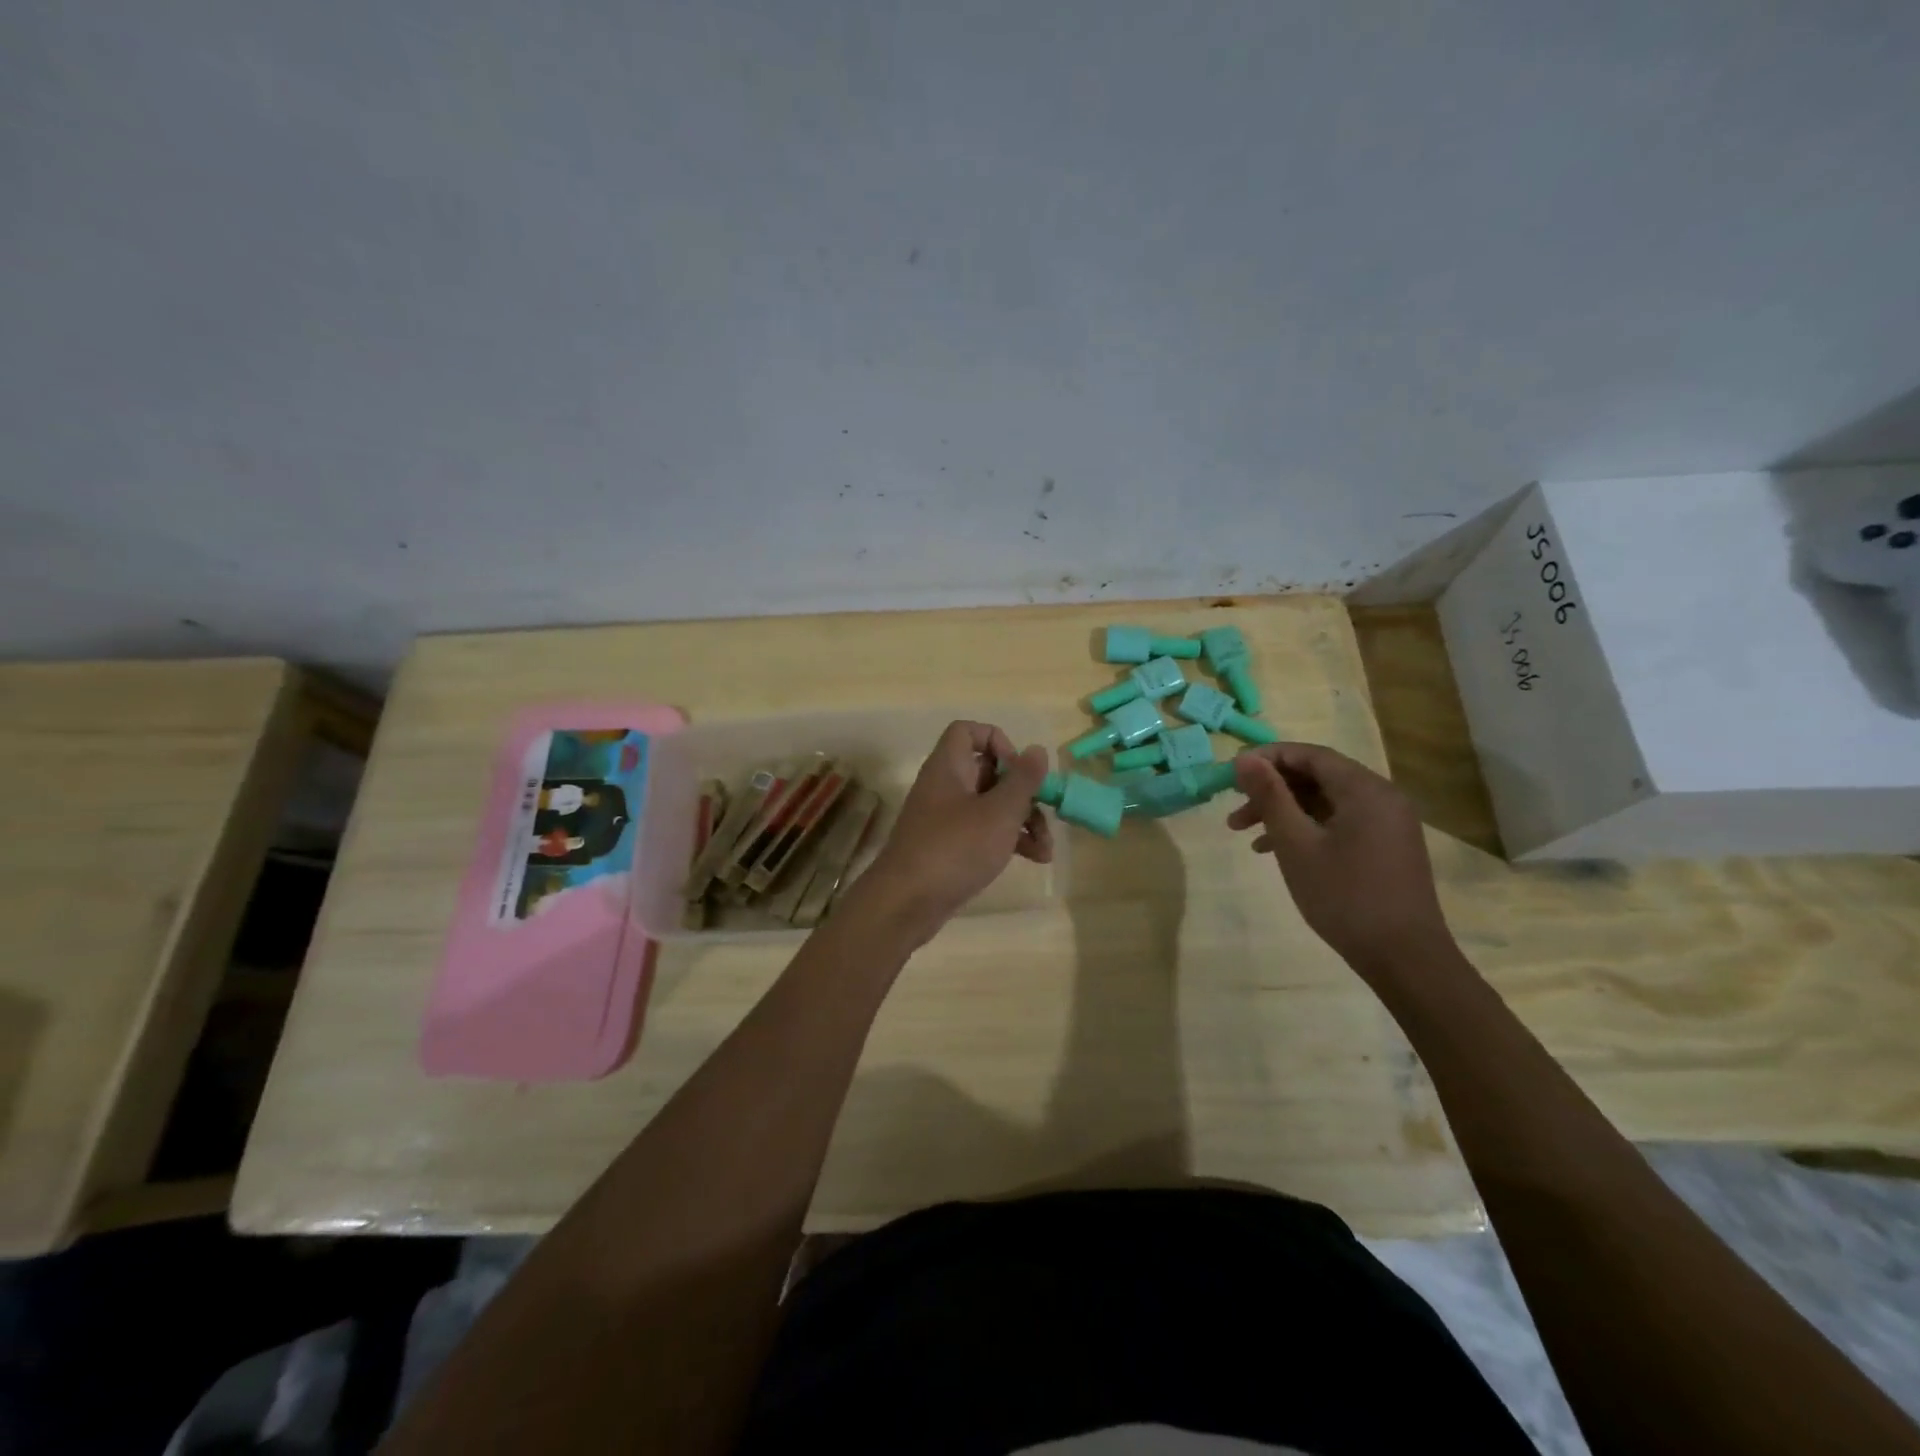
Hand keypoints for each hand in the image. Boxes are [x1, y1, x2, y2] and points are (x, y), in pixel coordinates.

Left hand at [856, 721, 1052, 942]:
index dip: (997, 741)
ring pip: (990, 805)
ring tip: (1046, 849)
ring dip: (1022, 821)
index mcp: (948, 767)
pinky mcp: (948, 848)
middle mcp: (944, 786)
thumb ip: (1022, 780)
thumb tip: (1037, 750)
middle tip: (1044, 812)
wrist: (906, 903)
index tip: (1018, 769)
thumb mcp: (999, 812)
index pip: (967, 731)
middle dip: (1022, 792)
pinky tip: (1034, 859)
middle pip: (987, 771)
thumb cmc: (955, 848)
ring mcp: (944, 819)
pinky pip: (982, 832)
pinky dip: (1007, 840)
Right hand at [1226, 742, 1455, 977]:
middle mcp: (1382, 797)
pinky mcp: (1387, 846)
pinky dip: (1306, 827)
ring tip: (1244, 833)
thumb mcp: (1296, 844)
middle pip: (1318, 776)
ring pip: (1326, 801)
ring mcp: (1388, 823)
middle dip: (1272, 788)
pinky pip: (1340, 821)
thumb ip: (1270, 796)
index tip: (1230, 774)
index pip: (1309, 754)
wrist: (1404, 958)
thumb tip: (1244, 760)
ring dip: (1284, 811)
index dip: (1267, 758)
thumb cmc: (1344, 896)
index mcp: (1364, 789)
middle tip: (1234, 807)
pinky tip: (1274, 850)